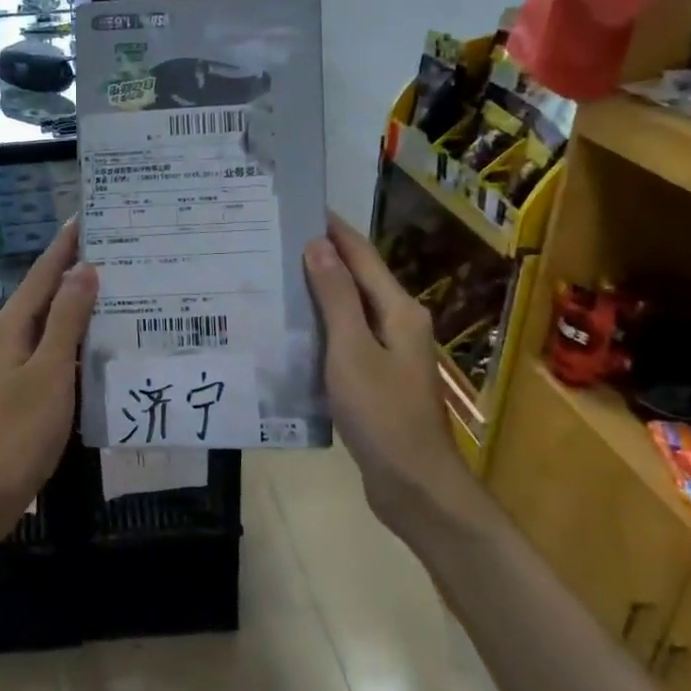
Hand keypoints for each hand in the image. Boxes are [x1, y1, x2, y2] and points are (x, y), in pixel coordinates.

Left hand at [0, 221, 97, 541]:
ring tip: (117, 289)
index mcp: (10, 326)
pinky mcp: (20, 389)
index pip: (43, 273)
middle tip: (119, 252)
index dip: (66, 245)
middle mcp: (7, 337)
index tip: (90, 216)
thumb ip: (67, 320)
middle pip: (45, 293)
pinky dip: (74, 338)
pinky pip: (50, 349)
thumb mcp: (48, 372)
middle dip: (77, 270)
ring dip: (78, 304)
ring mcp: (11, 364)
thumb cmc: (17, 431)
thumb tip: (83, 269)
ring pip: (49, 323)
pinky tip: (98, 343)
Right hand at [302, 216, 482, 533]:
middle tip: (277, 241)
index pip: (362, 256)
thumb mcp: (352, 350)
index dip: (334, 230)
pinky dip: (322, 326)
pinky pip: (346, 338)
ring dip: (320, 292)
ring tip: (277, 277)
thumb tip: (318, 245)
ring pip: (350, 310)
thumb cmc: (382, 413)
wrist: (413, 483)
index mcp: (399, 311)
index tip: (302, 207)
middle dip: (323, 257)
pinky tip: (293, 329)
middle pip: (358, 279)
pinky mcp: (378, 378)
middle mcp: (399, 324)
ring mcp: (391, 353)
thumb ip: (336, 298)